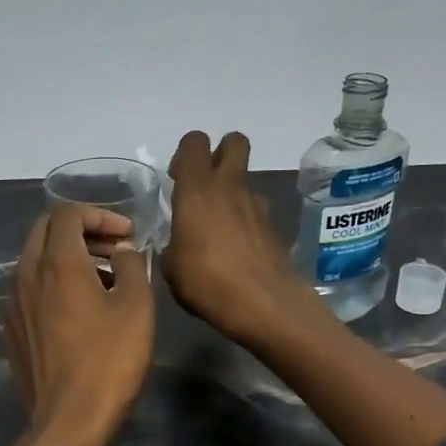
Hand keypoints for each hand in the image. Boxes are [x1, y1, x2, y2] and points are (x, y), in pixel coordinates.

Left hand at [8, 204, 155, 444]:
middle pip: (47, 230)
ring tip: (105, 279)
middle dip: (83, 230)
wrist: (69, 419)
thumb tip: (121, 250)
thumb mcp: (136, 306)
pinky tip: (80, 310)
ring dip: (69, 257)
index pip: (68, 213)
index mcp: (56, 262)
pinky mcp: (12, 329)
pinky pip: (31, 289)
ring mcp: (13, 303)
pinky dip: (55, 283)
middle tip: (115, 249)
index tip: (128, 236)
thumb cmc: (109, 359)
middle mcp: (26, 274)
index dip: (101, 215)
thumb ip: (130, 265)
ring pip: (37, 260)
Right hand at [161, 131, 320, 345]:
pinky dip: (245, 222)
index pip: (194, 142)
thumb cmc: (207, 282)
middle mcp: (230, 187)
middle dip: (220, 152)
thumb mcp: (171, 267)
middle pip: (234, 142)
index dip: (185, 154)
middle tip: (204, 184)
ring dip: (232, 193)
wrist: (264, 304)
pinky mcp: (274, 226)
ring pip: (245, 180)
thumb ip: (171, 244)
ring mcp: (257, 205)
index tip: (177, 179)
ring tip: (217, 229)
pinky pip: (255, 212)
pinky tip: (235, 251)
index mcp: (198, 189)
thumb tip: (176, 244)